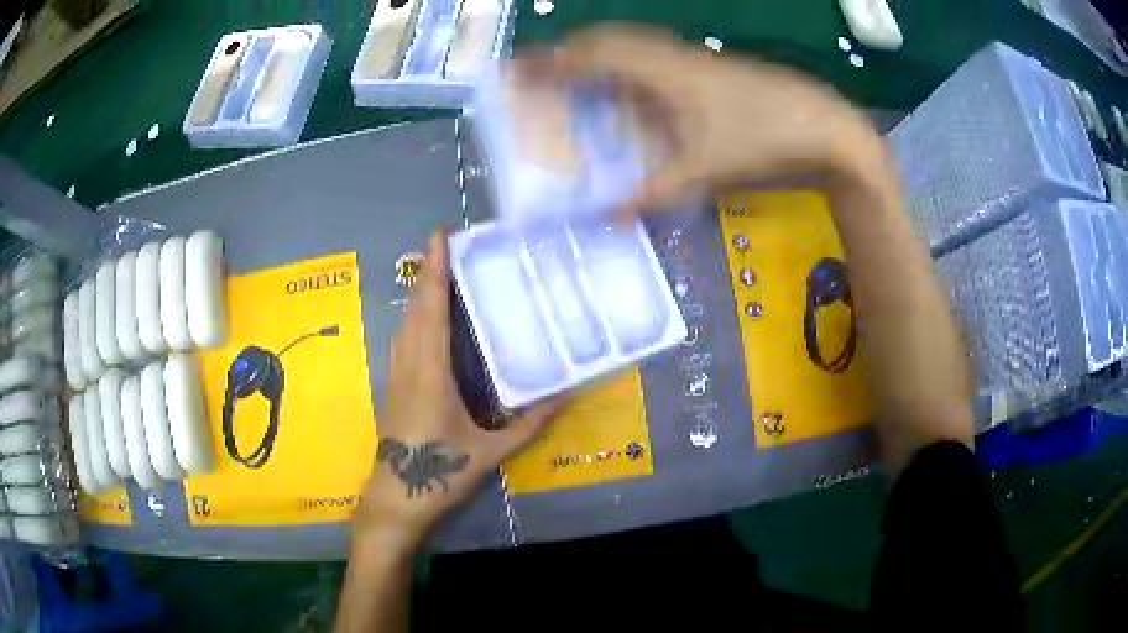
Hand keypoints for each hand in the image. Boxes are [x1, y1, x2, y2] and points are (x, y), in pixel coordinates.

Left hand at [353, 230, 564, 547]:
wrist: (396, 498)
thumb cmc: (440, 474)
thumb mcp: (489, 452)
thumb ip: (527, 426)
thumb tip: (563, 398)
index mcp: (431, 373)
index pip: (432, 310)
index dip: (434, 271)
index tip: (440, 237)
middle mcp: (409, 364)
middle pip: (416, 307)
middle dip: (429, 271)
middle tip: (447, 244)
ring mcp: (397, 374)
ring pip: (405, 321)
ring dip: (420, 292)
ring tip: (441, 272)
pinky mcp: (393, 385)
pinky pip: (403, 338)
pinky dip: (415, 316)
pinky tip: (427, 318)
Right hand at [546, 24, 882, 216]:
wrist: (826, 129)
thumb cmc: (763, 142)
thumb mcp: (704, 173)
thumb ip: (654, 195)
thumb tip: (609, 218)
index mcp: (662, 73)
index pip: (593, 55)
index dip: (553, 59)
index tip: (520, 65)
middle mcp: (674, 57)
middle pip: (611, 39)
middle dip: (572, 50)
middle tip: (547, 70)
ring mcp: (698, 59)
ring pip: (637, 44)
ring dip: (603, 54)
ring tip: (582, 75)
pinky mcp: (716, 69)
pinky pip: (659, 56)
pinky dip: (633, 64)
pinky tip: (639, 89)